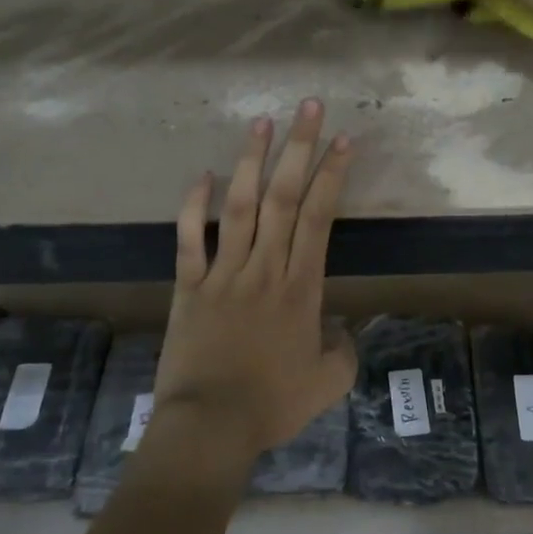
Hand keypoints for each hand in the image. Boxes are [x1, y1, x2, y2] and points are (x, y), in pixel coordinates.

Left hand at [154, 99, 355, 461]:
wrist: (210, 426)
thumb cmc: (272, 405)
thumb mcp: (329, 383)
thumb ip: (343, 351)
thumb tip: (340, 330)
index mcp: (301, 287)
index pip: (319, 217)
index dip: (331, 174)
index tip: (342, 139)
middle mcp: (264, 268)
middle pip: (284, 197)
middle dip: (298, 148)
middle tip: (308, 107)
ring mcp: (223, 273)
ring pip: (241, 206)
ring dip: (252, 162)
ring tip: (262, 123)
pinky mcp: (189, 286)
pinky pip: (190, 238)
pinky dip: (194, 205)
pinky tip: (202, 175)